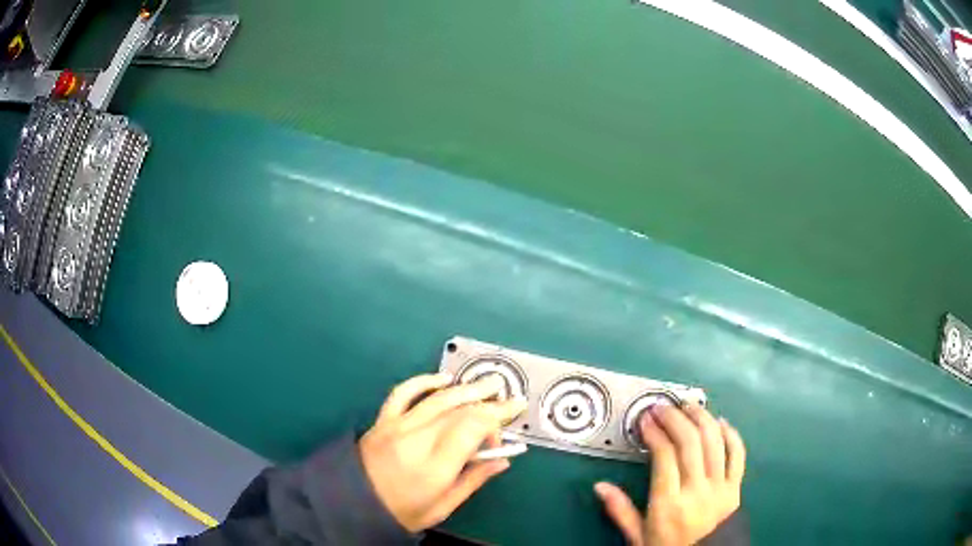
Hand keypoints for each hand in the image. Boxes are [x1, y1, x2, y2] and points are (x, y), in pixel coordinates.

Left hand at [359, 373, 526, 531]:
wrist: (354, 504)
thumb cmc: (403, 512)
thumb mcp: (444, 506)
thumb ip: (474, 480)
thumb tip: (502, 460)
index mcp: (434, 467)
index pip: (471, 427)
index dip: (495, 420)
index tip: (508, 424)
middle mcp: (416, 440)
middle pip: (459, 410)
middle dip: (489, 403)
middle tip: (511, 399)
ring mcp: (397, 426)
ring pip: (438, 399)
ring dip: (467, 389)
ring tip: (489, 385)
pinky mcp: (383, 420)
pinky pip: (404, 392)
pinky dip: (424, 381)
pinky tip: (443, 379)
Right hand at [595, 404, 745, 545]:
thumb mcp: (638, 537)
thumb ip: (620, 511)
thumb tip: (599, 486)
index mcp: (668, 504)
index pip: (665, 456)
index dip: (655, 432)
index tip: (645, 419)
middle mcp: (697, 490)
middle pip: (690, 442)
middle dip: (675, 418)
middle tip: (662, 407)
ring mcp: (720, 487)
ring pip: (715, 442)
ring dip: (701, 418)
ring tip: (688, 406)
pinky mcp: (736, 487)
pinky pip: (738, 454)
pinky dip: (731, 434)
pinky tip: (720, 422)